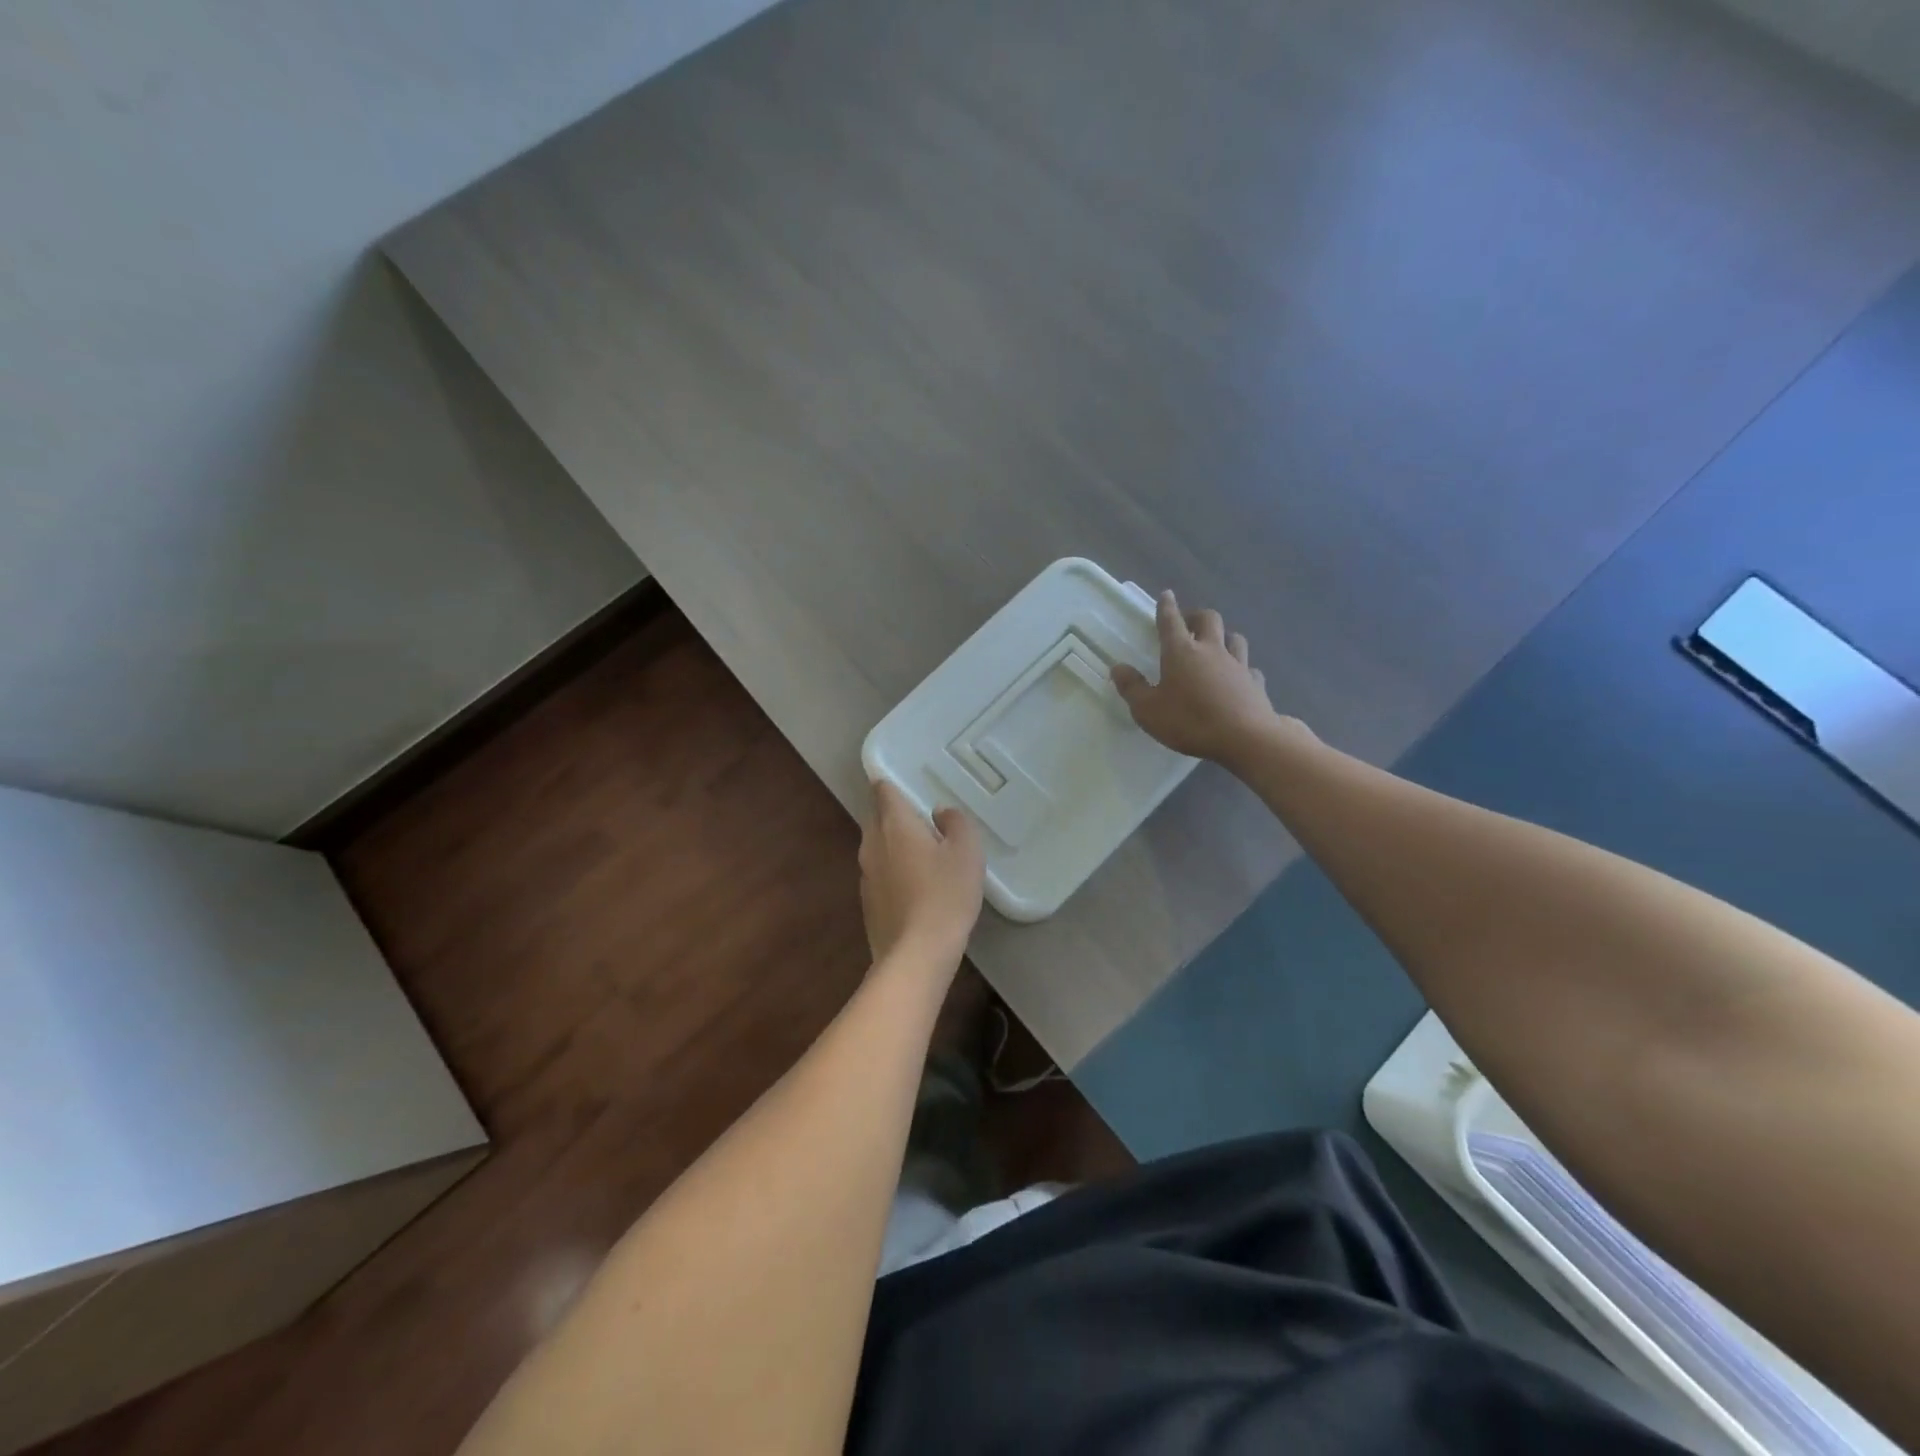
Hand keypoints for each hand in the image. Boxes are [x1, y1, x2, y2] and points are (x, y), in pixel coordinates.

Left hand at [859, 779, 985, 966]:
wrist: (916, 954)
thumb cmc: (945, 895)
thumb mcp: (967, 851)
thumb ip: (956, 822)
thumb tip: (940, 813)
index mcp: (894, 824)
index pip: (883, 791)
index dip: (891, 784)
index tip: (905, 784)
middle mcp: (872, 844)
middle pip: (876, 817)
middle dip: (892, 813)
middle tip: (920, 816)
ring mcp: (866, 875)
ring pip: (876, 846)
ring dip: (893, 844)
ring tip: (920, 850)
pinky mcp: (867, 903)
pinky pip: (879, 874)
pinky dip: (892, 871)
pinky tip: (913, 885)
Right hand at [1112, 591, 1287, 764]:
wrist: (1245, 738)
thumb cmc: (1190, 721)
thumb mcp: (1148, 710)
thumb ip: (1132, 688)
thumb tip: (1119, 668)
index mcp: (1181, 652)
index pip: (1170, 621)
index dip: (1166, 607)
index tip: (1166, 594)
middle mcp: (1211, 650)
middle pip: (1208, 619)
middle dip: (1196, 616)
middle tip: (1188, 623)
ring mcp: (1238, 664)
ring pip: (1234, 638)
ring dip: (1224, 636)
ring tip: (1216, 646)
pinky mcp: (1256, 683)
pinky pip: (1250, 668)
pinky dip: (1242, 668)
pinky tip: (1238, 677)